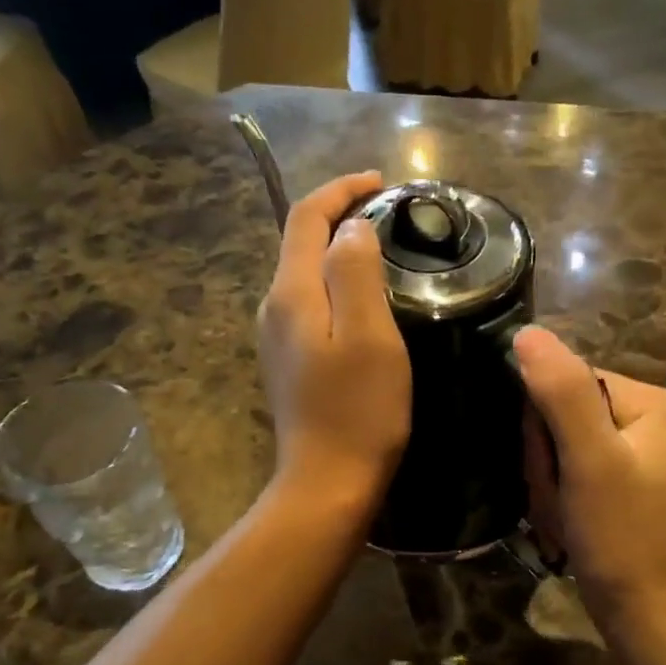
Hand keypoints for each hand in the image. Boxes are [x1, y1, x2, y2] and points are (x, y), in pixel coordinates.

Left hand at [258, 173, 411, 513]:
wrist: (327, 483)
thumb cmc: (358, 411)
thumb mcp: (369, 335)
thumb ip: (356, 272)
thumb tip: (352, 229)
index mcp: (291, 294)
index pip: (306, 218)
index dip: (341, 190)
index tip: (381, 181)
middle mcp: (274, 308)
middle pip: (301, 243)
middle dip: (341, 217)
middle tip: (392, 215)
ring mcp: (277, 338)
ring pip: (306, 275)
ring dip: (339, 252)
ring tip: (384, 250)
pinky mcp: (290, 362)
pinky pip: (311, 305)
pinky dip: (337, 285)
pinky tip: (365, 299)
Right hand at [515, 326, 665, 625]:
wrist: (652, 618)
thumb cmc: (623, 537)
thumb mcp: (589, 460)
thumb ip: (561, 392)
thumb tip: (527, 333)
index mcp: (656, 404)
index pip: (572, 380)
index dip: (543, 424)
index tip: (549, 468)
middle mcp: (655, 422)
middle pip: (567, 414)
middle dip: (548, 459)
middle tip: (559, 499)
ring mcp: (643, 457)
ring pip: (565, 447)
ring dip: (551, 483)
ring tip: (564, 517)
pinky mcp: (629, 487)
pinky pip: (577, 472)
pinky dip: (562, 498)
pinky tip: (569, 524)